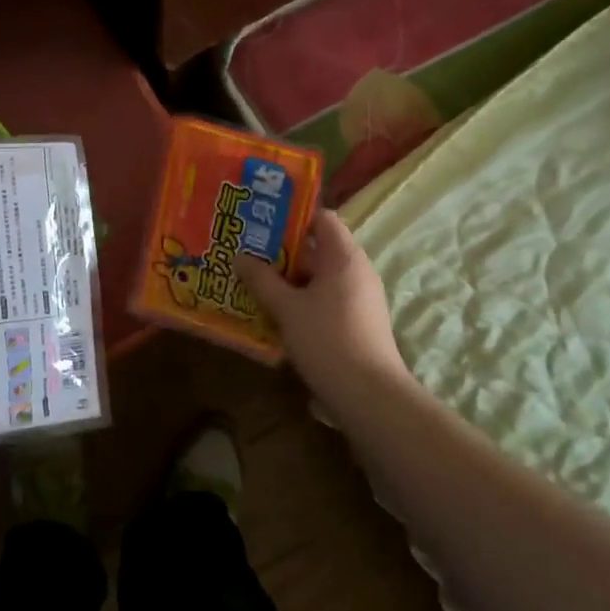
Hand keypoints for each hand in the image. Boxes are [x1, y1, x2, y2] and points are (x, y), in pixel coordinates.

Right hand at [239, 210, 413, 416]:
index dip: (292, 215)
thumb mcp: (287, 308)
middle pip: (317, 248)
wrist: (368, 395)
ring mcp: (358, 298)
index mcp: (344, 257)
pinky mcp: (355, 322)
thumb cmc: (327, 340)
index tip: (260, 220)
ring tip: (251, 279)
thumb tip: (241, 256)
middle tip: (245, 250)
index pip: (322, 218)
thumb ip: (262, 280)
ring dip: (287, 278)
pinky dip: (299, 299)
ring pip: (317, 277)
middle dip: (281, 250)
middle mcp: (356, 271)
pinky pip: (323, 299)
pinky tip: (272, 310)